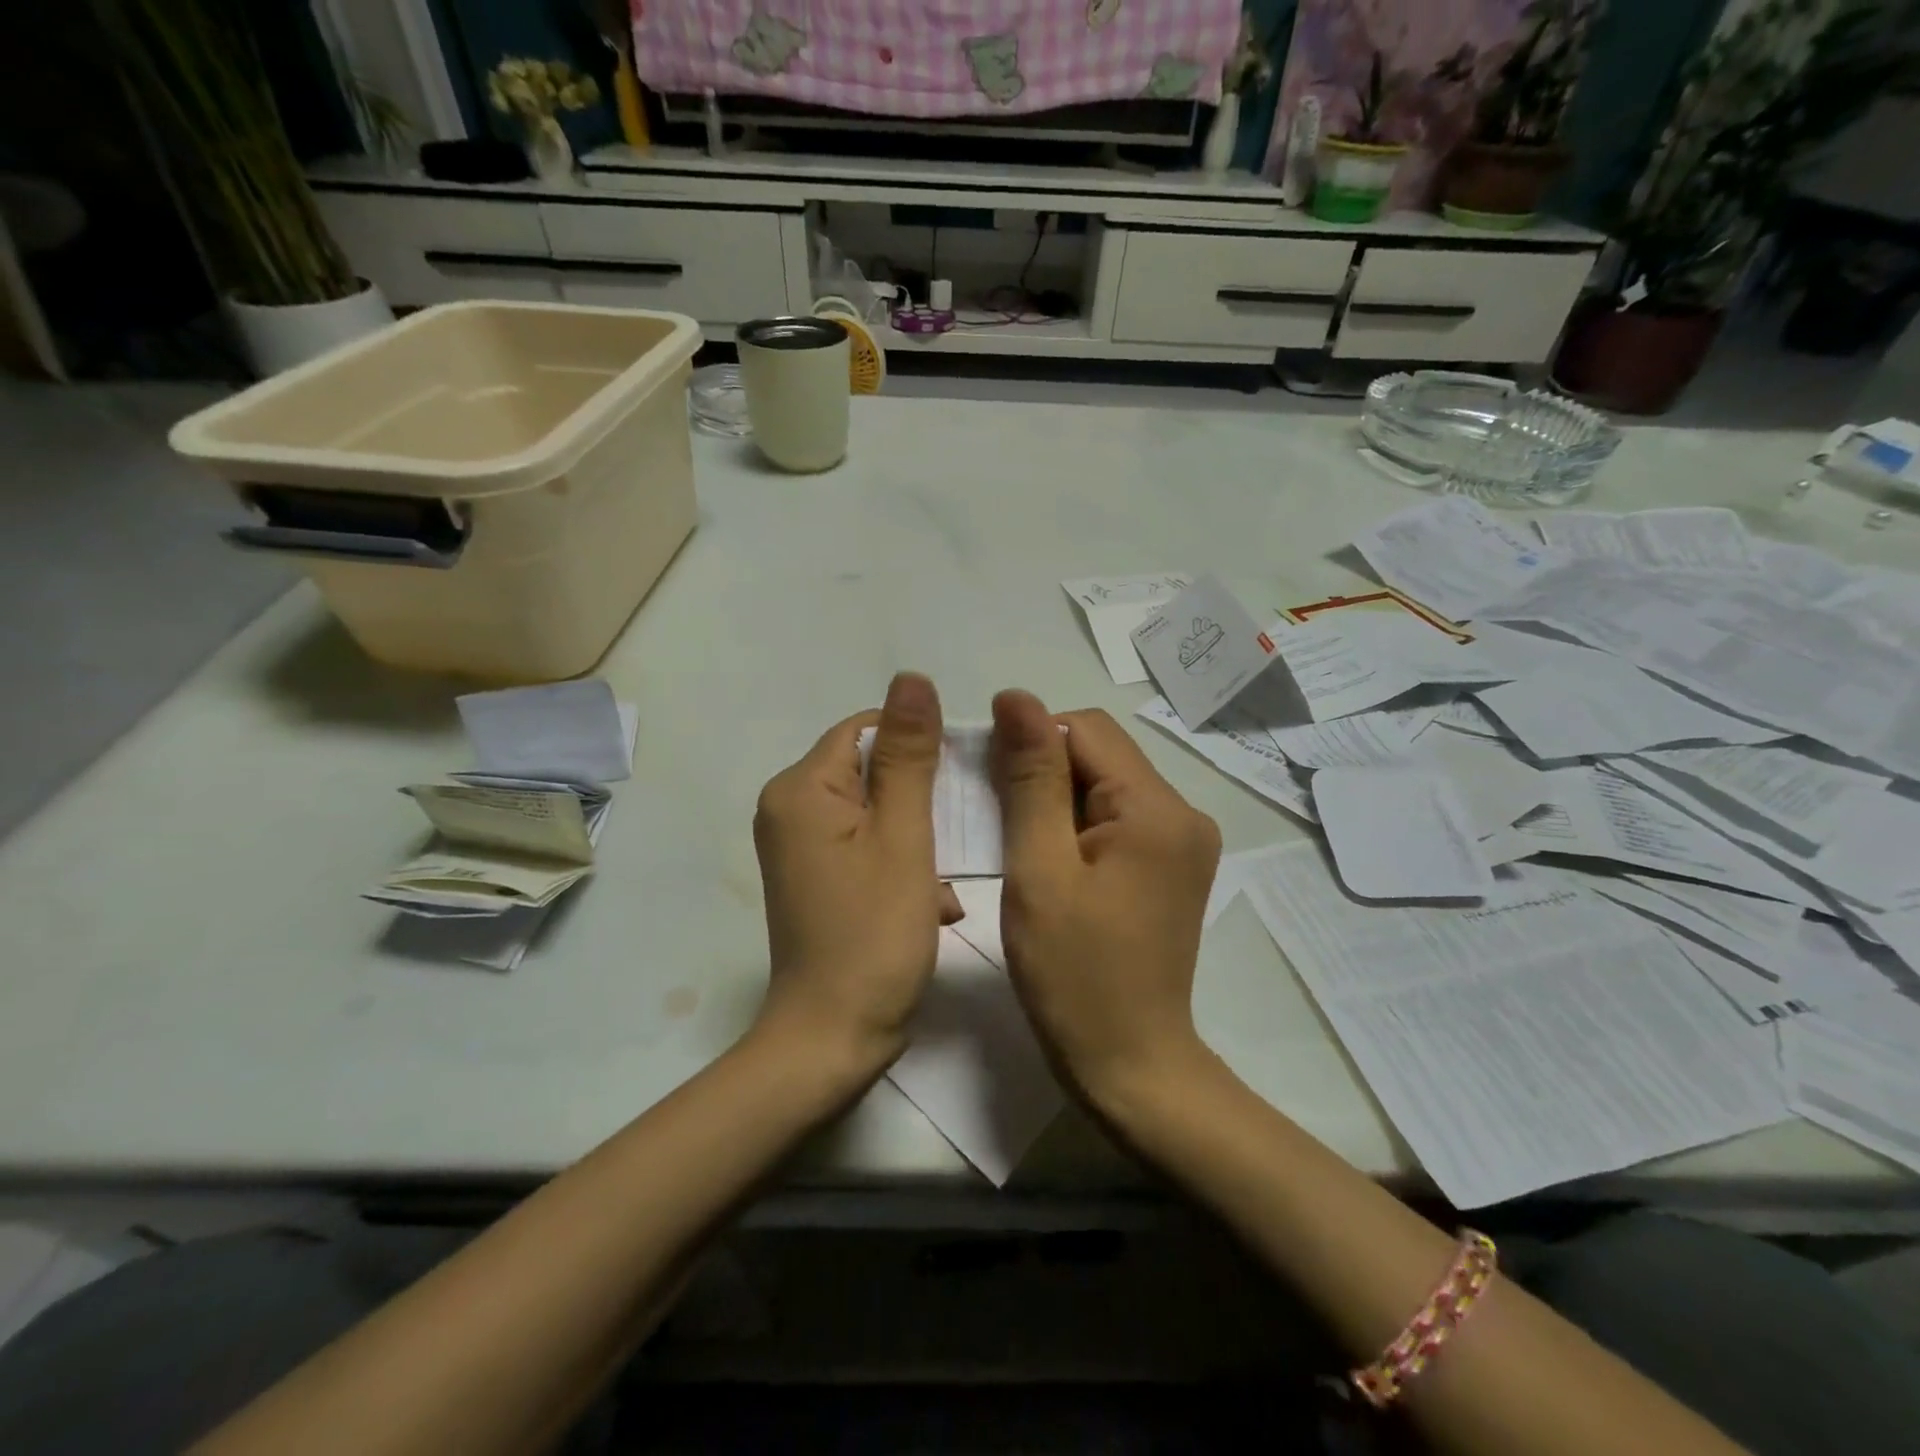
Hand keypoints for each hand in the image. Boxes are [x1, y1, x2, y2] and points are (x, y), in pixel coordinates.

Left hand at [751, 672, 961, 1076]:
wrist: (833, 1038)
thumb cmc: (874, 933)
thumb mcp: (904, 836)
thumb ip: (909, 755)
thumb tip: (912, 678)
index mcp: (801, 788)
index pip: (866, 730)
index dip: (920, 746)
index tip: (962, 781)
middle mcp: (789, 809)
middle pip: (870, 771)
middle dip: (923, 800)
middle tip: (962, 834)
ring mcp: (799, 847)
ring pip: (876, 812)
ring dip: (920, 838)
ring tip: (948, 879)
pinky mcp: (814, 878)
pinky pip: (865, 846)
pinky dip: (902, 865)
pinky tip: (934, 903)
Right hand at [989, 691, 1220, 1108]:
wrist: (1128, 1062)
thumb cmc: (1073, 972)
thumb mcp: (1038, 869)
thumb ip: (1030, 778)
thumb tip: (1016, 697)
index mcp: (1158, 809)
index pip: (1086, 729)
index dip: (1030, 740)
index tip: (989, 779)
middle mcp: (1185, 813)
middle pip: (1100, 755)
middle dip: (1044, 772)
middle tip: (998, 817)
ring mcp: (1185, 842)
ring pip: (1105, 785)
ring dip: (1056, 799)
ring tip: (1021, 844)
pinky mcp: (1173, 866)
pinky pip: (1118, 818)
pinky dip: (1077, 825)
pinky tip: (1050, 859)